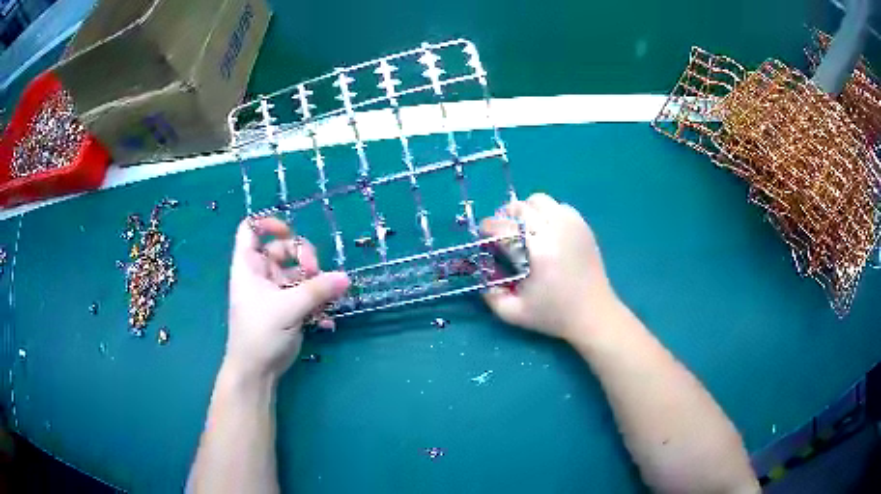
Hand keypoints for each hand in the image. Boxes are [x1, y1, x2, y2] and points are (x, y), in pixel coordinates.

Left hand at [226, 217, 349, 380]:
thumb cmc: (260, 333)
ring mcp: (275, 291)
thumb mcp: (287, 308)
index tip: (290, 233)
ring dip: (315, 283)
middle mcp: (261, 274)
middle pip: (283, 249)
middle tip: (316, 274)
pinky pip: (306, 295)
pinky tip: (326, 321)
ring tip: (326, 301)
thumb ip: (317, 291)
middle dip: (303, 257)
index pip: (250, 230)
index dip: (268, 225)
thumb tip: (346, 278)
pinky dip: (317, 304)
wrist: (257, 371)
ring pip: (299, 274)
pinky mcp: (287, 308)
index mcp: (249, 266)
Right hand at [480, 193, 618, 340]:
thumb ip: (490, 296)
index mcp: (538, 251)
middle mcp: (555, 230)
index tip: (483, 234)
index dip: (488, 227)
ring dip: (527, 211)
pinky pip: (559, 206)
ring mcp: (572, 225)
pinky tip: (546, 231)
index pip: (505, 226)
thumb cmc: (553, 315)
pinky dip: (547, 213)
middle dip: (505, 216)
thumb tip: (481, 271)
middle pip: (521, 207)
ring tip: (524, 229)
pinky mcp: (583, 226)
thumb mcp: (514, 313)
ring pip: (541, 200)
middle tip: (502, 232)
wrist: (593, 313)